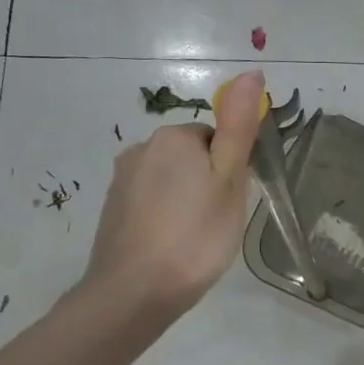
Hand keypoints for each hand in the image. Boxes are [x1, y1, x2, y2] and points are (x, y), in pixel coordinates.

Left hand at [74, 70, 265, 320]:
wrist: (134, 292)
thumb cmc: (195, 234)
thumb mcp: (229, 179)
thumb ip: (239, 127)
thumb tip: (250, 73)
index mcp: (173, 137)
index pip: (217, 138)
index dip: (231, 169)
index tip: (233, 200)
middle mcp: (141, 149)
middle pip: (193, 157)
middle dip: (209, 182)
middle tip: (220, 220)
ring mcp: (122, 180)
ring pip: (172, 180)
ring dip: (188, 200)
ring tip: (197, 237)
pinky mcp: (113, 209)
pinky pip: (152, 201)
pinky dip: (166, 217)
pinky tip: (173, 244)